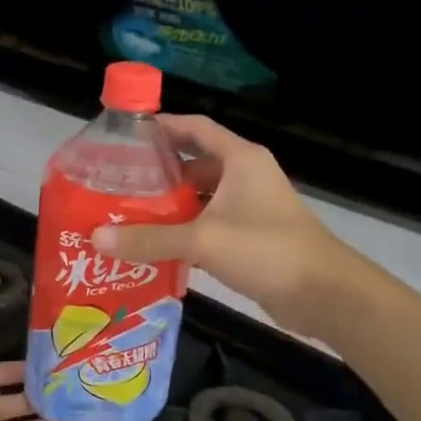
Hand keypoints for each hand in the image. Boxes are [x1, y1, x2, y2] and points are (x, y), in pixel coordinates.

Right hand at [91, 116, 355, 339]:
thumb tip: (97, 237)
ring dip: (169, 207)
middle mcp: (245, 177)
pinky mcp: (250, 238)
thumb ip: (150, 238)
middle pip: (194, 165)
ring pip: (200, 199)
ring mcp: (249, 208)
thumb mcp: (203, 240)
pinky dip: (184, 233)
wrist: (324, 294)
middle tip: (117, 184)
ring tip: (126, 215)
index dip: (162, 126)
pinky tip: (154, 247)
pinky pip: (208, 226)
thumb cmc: (266, 250)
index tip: (126, 135)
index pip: (195, 128)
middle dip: (157, 174)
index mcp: (240, 159)